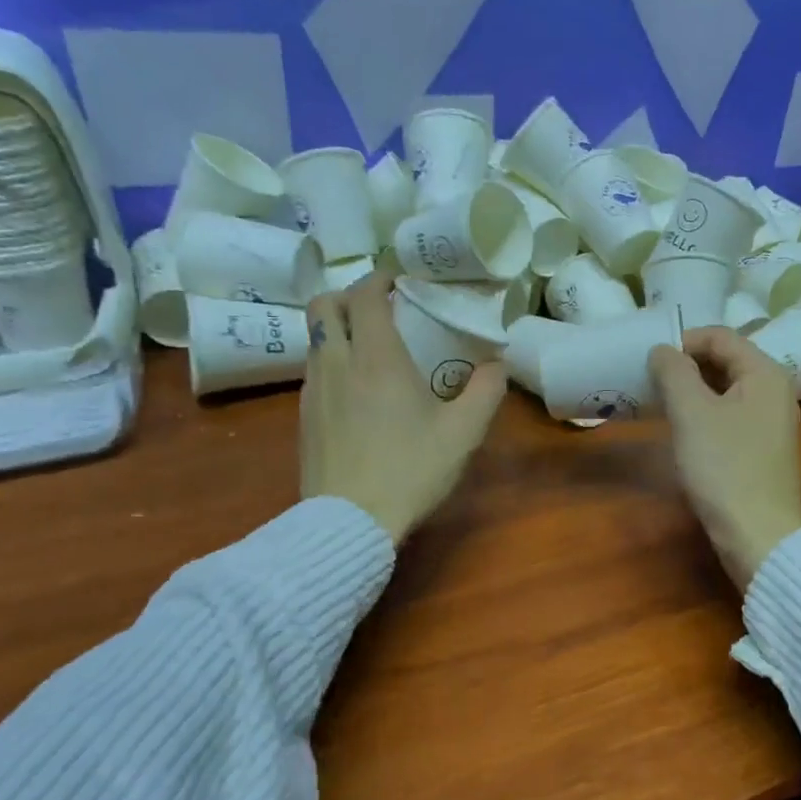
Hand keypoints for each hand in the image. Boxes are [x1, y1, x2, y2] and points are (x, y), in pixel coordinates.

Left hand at [300, 271, 506, 543]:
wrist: (350, 521)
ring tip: (370, 348)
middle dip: (350, 295)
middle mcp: (337, 362)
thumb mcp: (462, 433)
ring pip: (316, 337)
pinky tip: (356, 391)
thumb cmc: (410, 470)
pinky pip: (314, 370)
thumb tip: (498, 364)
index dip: (380, 278)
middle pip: (325, 305)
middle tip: (380, 308)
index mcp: (376, 357)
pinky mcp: (302, 417)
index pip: (365, 295)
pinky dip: (332, 360)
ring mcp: (313, 390)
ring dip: (339, 329)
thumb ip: (486, 391)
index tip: (400, 281)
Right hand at [649, 327, 800, 588]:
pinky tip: (683, 430)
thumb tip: (662, 350)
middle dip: (686, 365)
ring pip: (727, 390)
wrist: (757, 534)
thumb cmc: (724, 468)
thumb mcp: (692, 413)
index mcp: (765, 374)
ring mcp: (772, 422)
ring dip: (693, 390)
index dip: (683, 340)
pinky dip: (705, 413)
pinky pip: (731, 415)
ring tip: (661, 403)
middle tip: (650, 381)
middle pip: (726, 360)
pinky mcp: (763, 449)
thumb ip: (674, 372)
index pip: (720, 336)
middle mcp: (775, 391)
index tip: (649, 361)